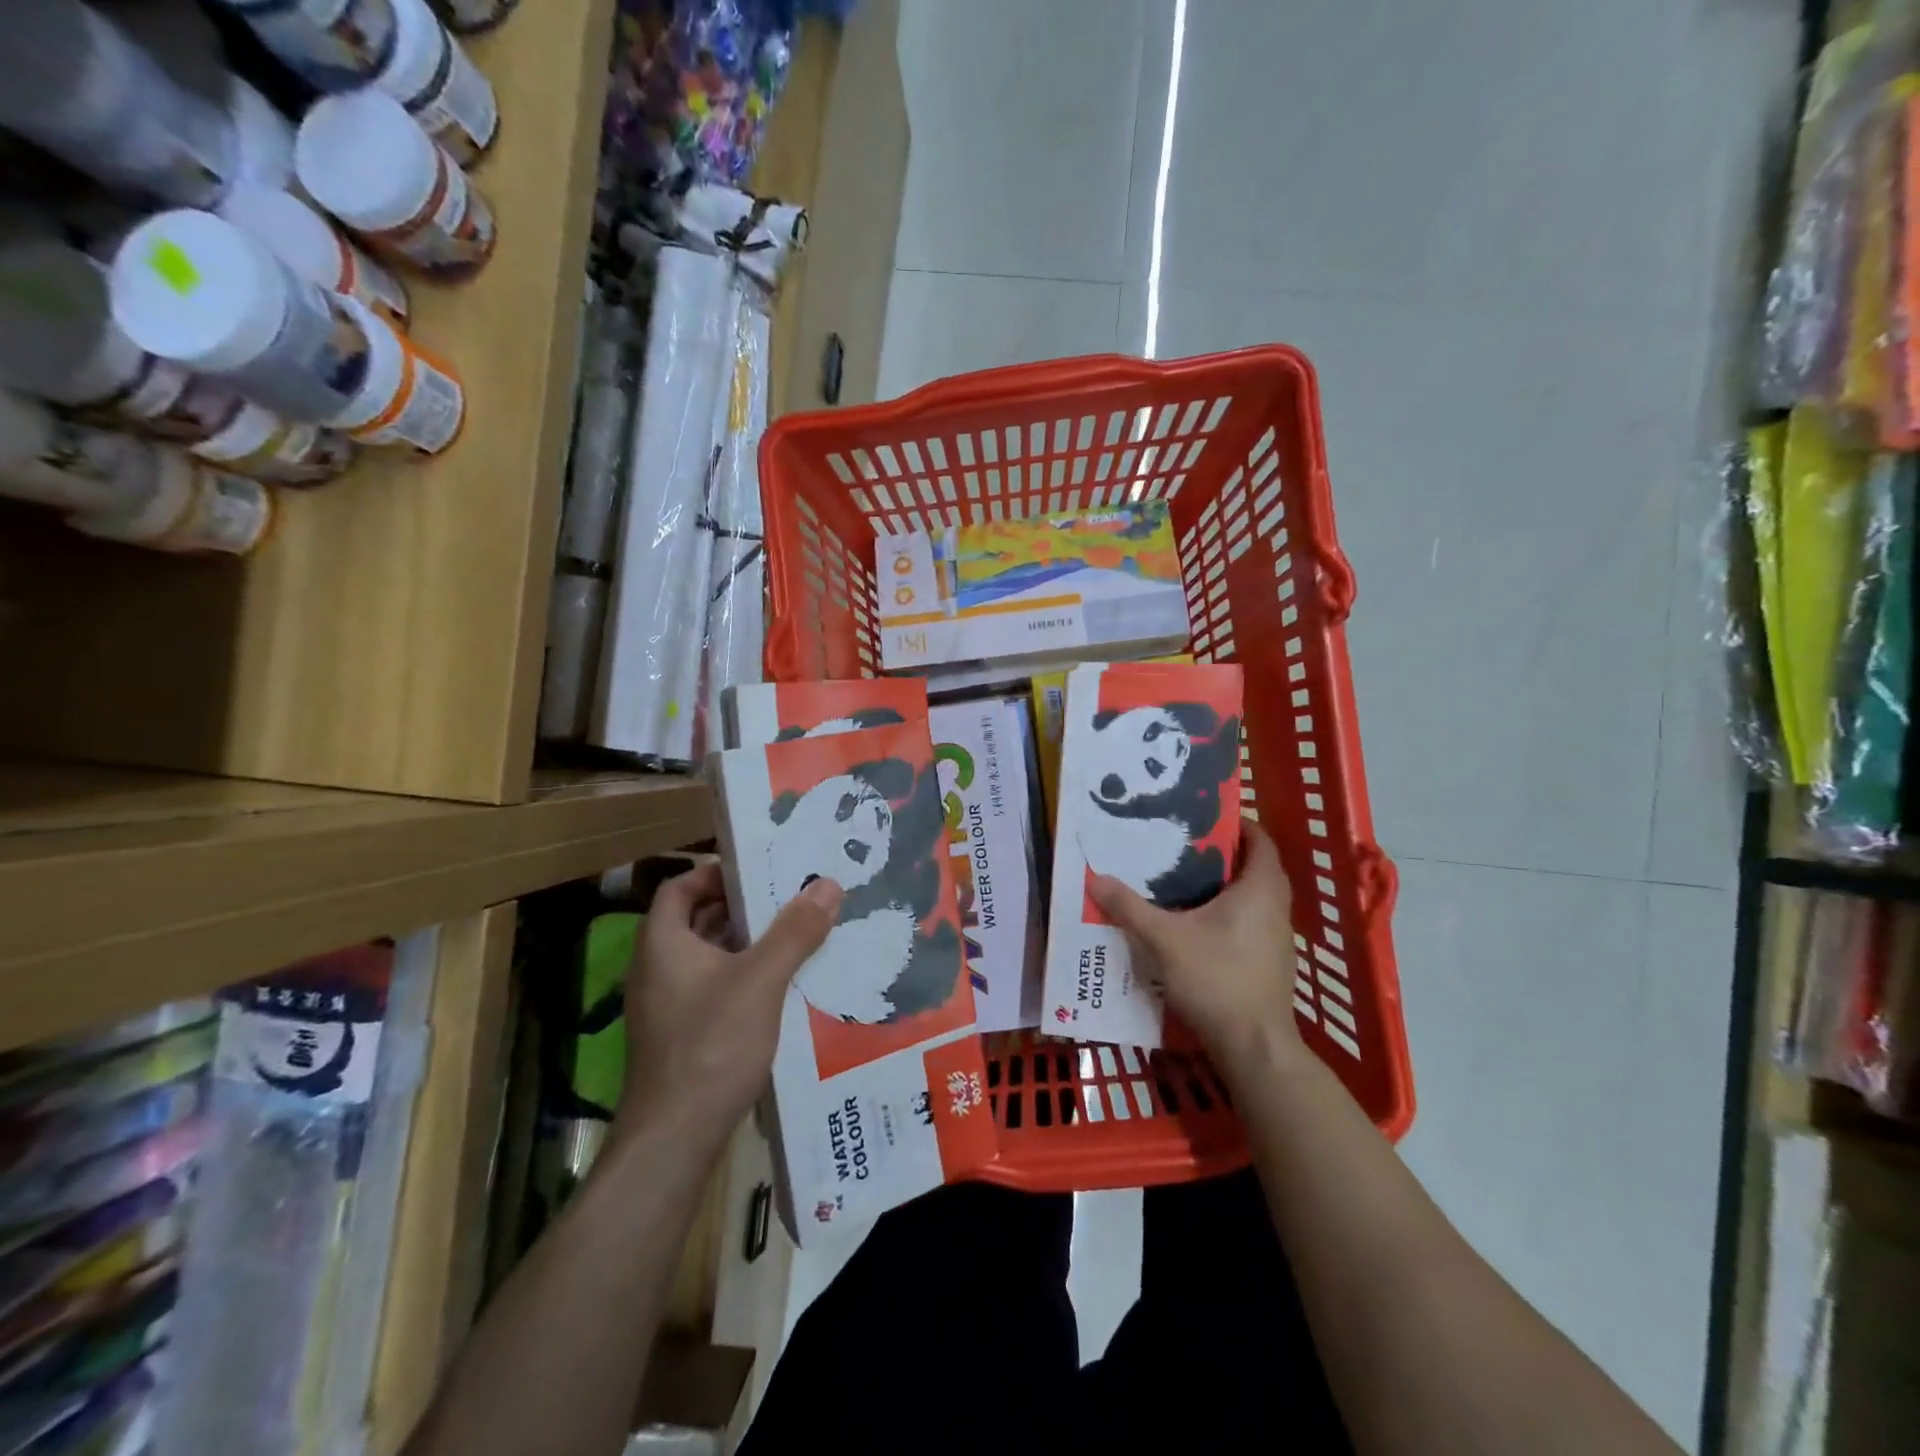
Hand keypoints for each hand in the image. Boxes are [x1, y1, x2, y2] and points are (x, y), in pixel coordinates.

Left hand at [617, 861, 842, 1147]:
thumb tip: (827, 883)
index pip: (681, 886)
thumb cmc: (711, 1046)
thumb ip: (794, 932)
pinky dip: (744, 976)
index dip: (716, 871)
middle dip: (743, 907)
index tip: (760, 869)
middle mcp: (658, 968)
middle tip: (790, 896)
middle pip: (698, 919)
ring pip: (709, 956)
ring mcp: (668, 1005)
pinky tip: (783, 985)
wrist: (674, 1140)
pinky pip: (714, 987)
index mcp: (663, 943)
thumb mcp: (761, 981)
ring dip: (747, 943)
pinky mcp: (681, 1035)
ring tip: (796, 933)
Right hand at [1090, 826, 1304, 1079]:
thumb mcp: (1165, 939)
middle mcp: (1275, 907)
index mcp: (1259, 890)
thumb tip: (1096, 878)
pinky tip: (1196, 923)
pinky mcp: (1270, 961)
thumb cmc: (1217, 979)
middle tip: (1185, 846)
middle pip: (1256, 867)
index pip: (1260, 841)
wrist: (1254, 1046)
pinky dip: (1229, 911)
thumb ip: (1130, 907)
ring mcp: (1277, 937)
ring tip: (1185, 880)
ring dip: (1227, 884)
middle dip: (1225, 854)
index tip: (1205, 817)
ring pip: (1254, 896)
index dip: (1238, 825)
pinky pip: (1251, 920)